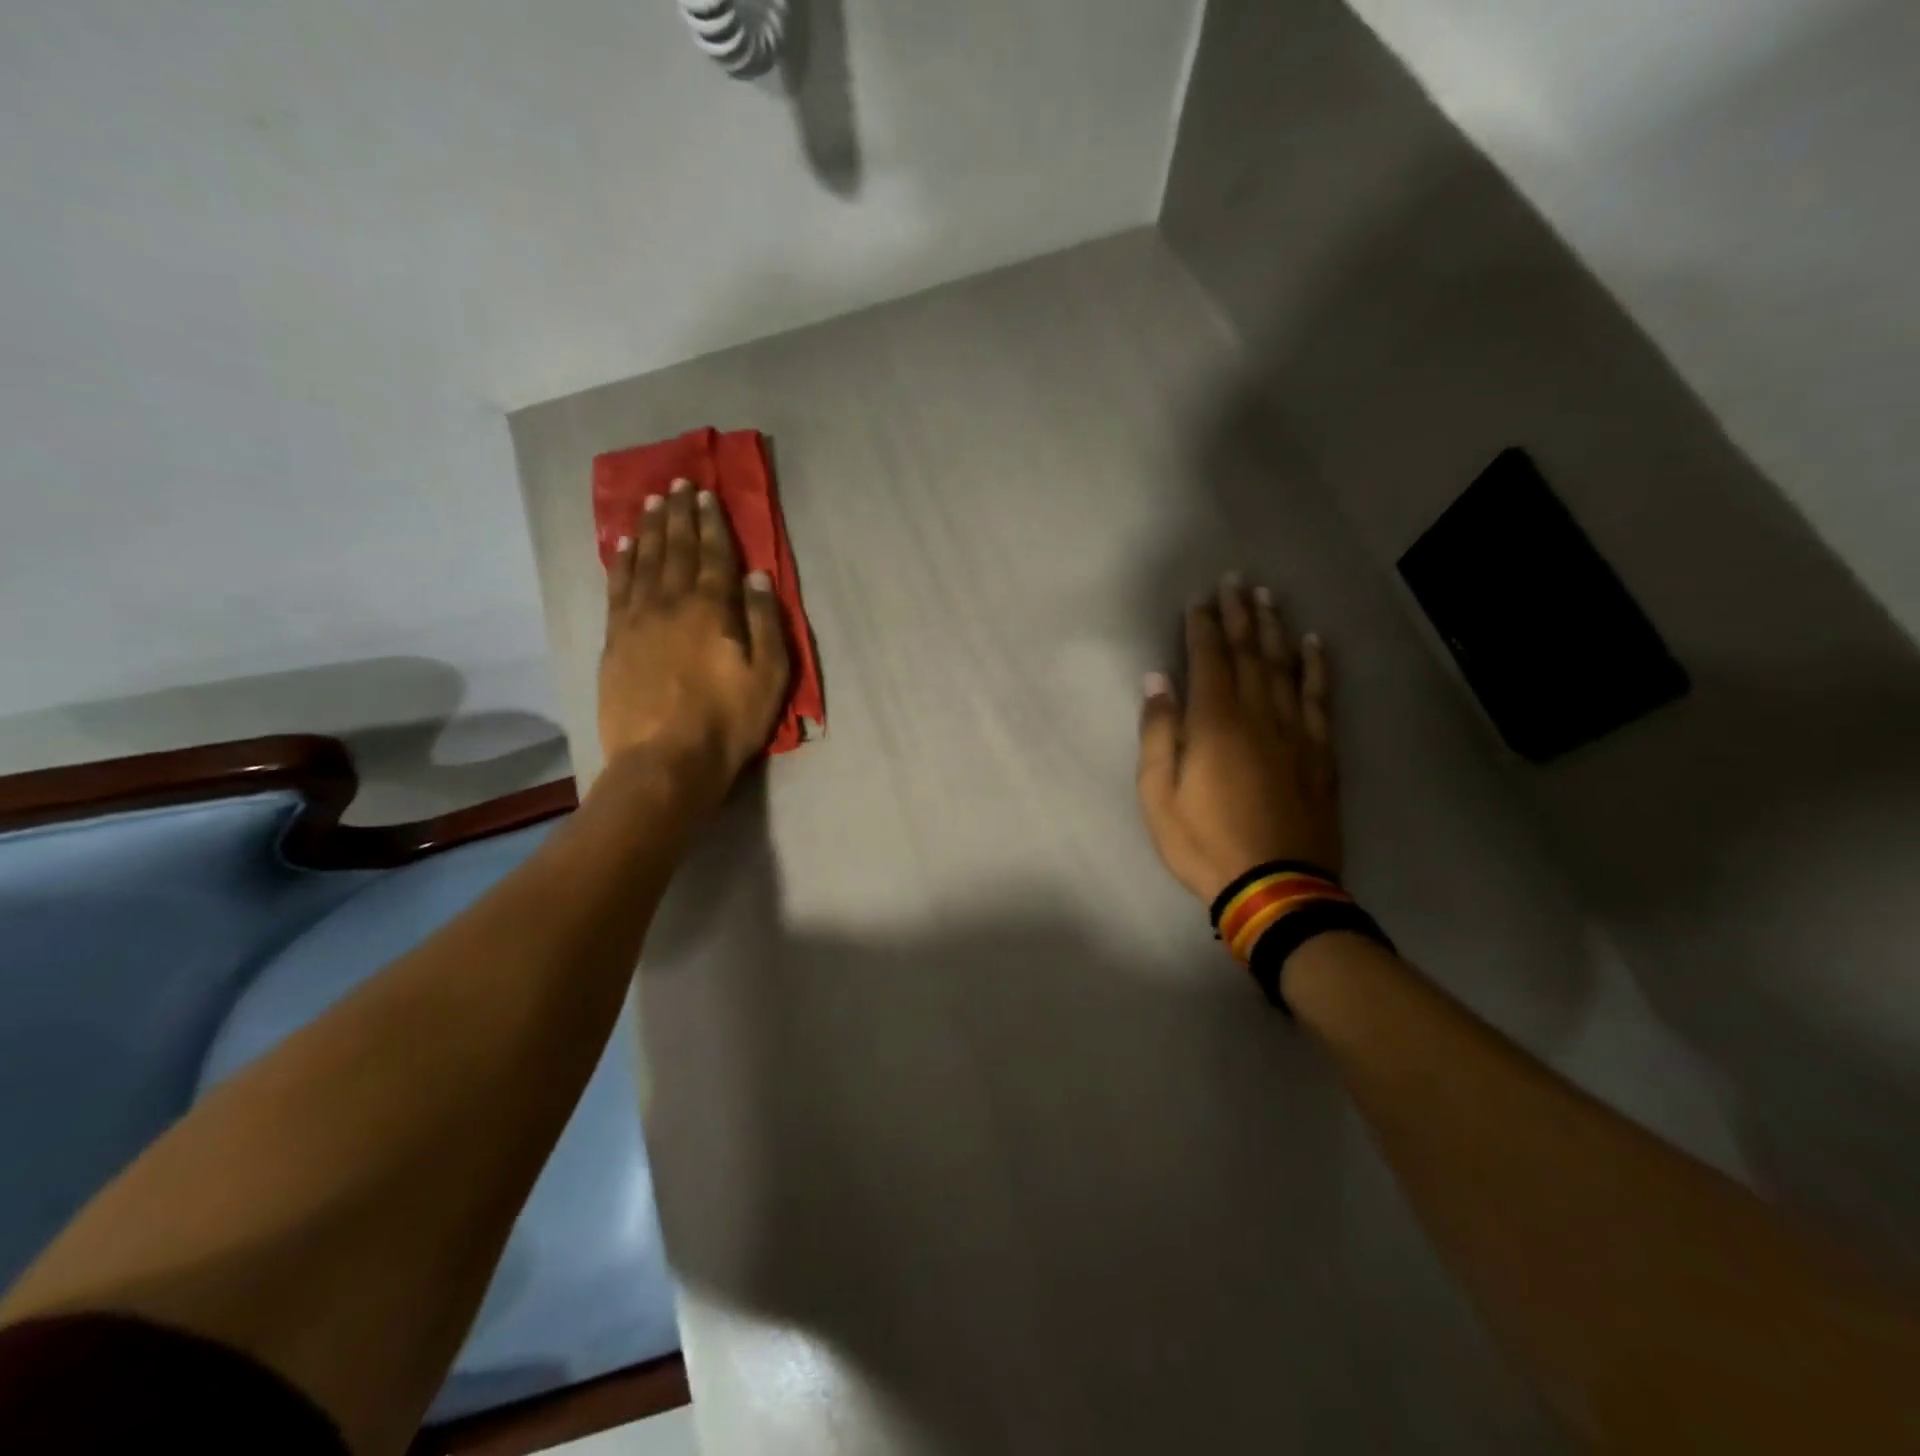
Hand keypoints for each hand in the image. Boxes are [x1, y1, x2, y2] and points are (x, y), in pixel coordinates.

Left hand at [599, 478, 789, 807]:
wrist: (665, 760)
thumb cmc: (728, 721)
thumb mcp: (769, 676)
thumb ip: (765, 622)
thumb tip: (758, 576)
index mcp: (713, 609)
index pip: (714, 555)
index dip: (712, 522)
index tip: (706, 494)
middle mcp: (672, 603)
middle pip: (675, 549)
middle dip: (679, 514)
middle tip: (678, 484)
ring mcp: (637, 619)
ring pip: (643, 562)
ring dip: (648, 529)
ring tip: (651, 502)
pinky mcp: (615, 640)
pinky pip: (617, 588)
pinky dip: (620, 562)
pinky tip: (621, 546)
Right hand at [1136, 574, 1341, 904]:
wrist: (1275, 888)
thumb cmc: (1204, 843)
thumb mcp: (1158, 795)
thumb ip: (1159, 734)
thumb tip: (1157, 681)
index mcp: (1215, 724)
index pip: (1208, 660)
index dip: (1203, 626)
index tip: (1199, 598)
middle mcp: (1258, 716)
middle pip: (1249, 653)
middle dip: (1240, 615)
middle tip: (1236, 580)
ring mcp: (1295, 733)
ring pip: (1285, 668)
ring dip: (1275, 629)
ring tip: (1269, 597)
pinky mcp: (1320, 753)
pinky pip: (1320, 699)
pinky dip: (1317, 668)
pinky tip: (1314, 645)